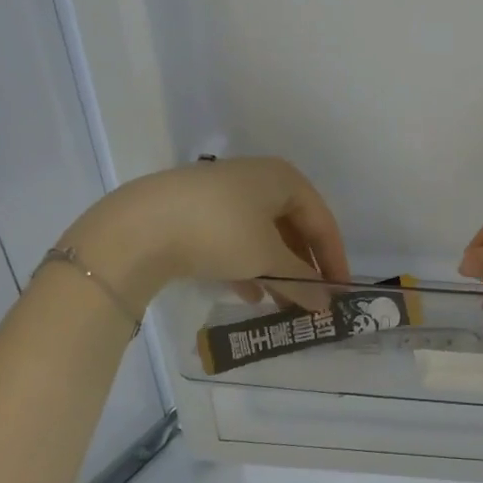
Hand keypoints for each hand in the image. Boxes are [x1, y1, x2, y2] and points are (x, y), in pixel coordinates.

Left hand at [62, 158, 350, 309]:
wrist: (140, 226)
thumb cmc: (220, 232)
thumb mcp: (267, 259)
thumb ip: (302, 281)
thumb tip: (327, 304)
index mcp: (284, 179)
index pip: (322, 221)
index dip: (334, 259)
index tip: (341, 293)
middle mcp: (258, 179)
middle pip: (293, 227)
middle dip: (303, 267)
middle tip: (312, 301)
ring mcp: (225, 193)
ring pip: (263, 235)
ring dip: (277, 270)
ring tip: (283, 304)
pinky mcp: (197, 211)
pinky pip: (236, 238)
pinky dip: (248, 265)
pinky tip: (249, 295)